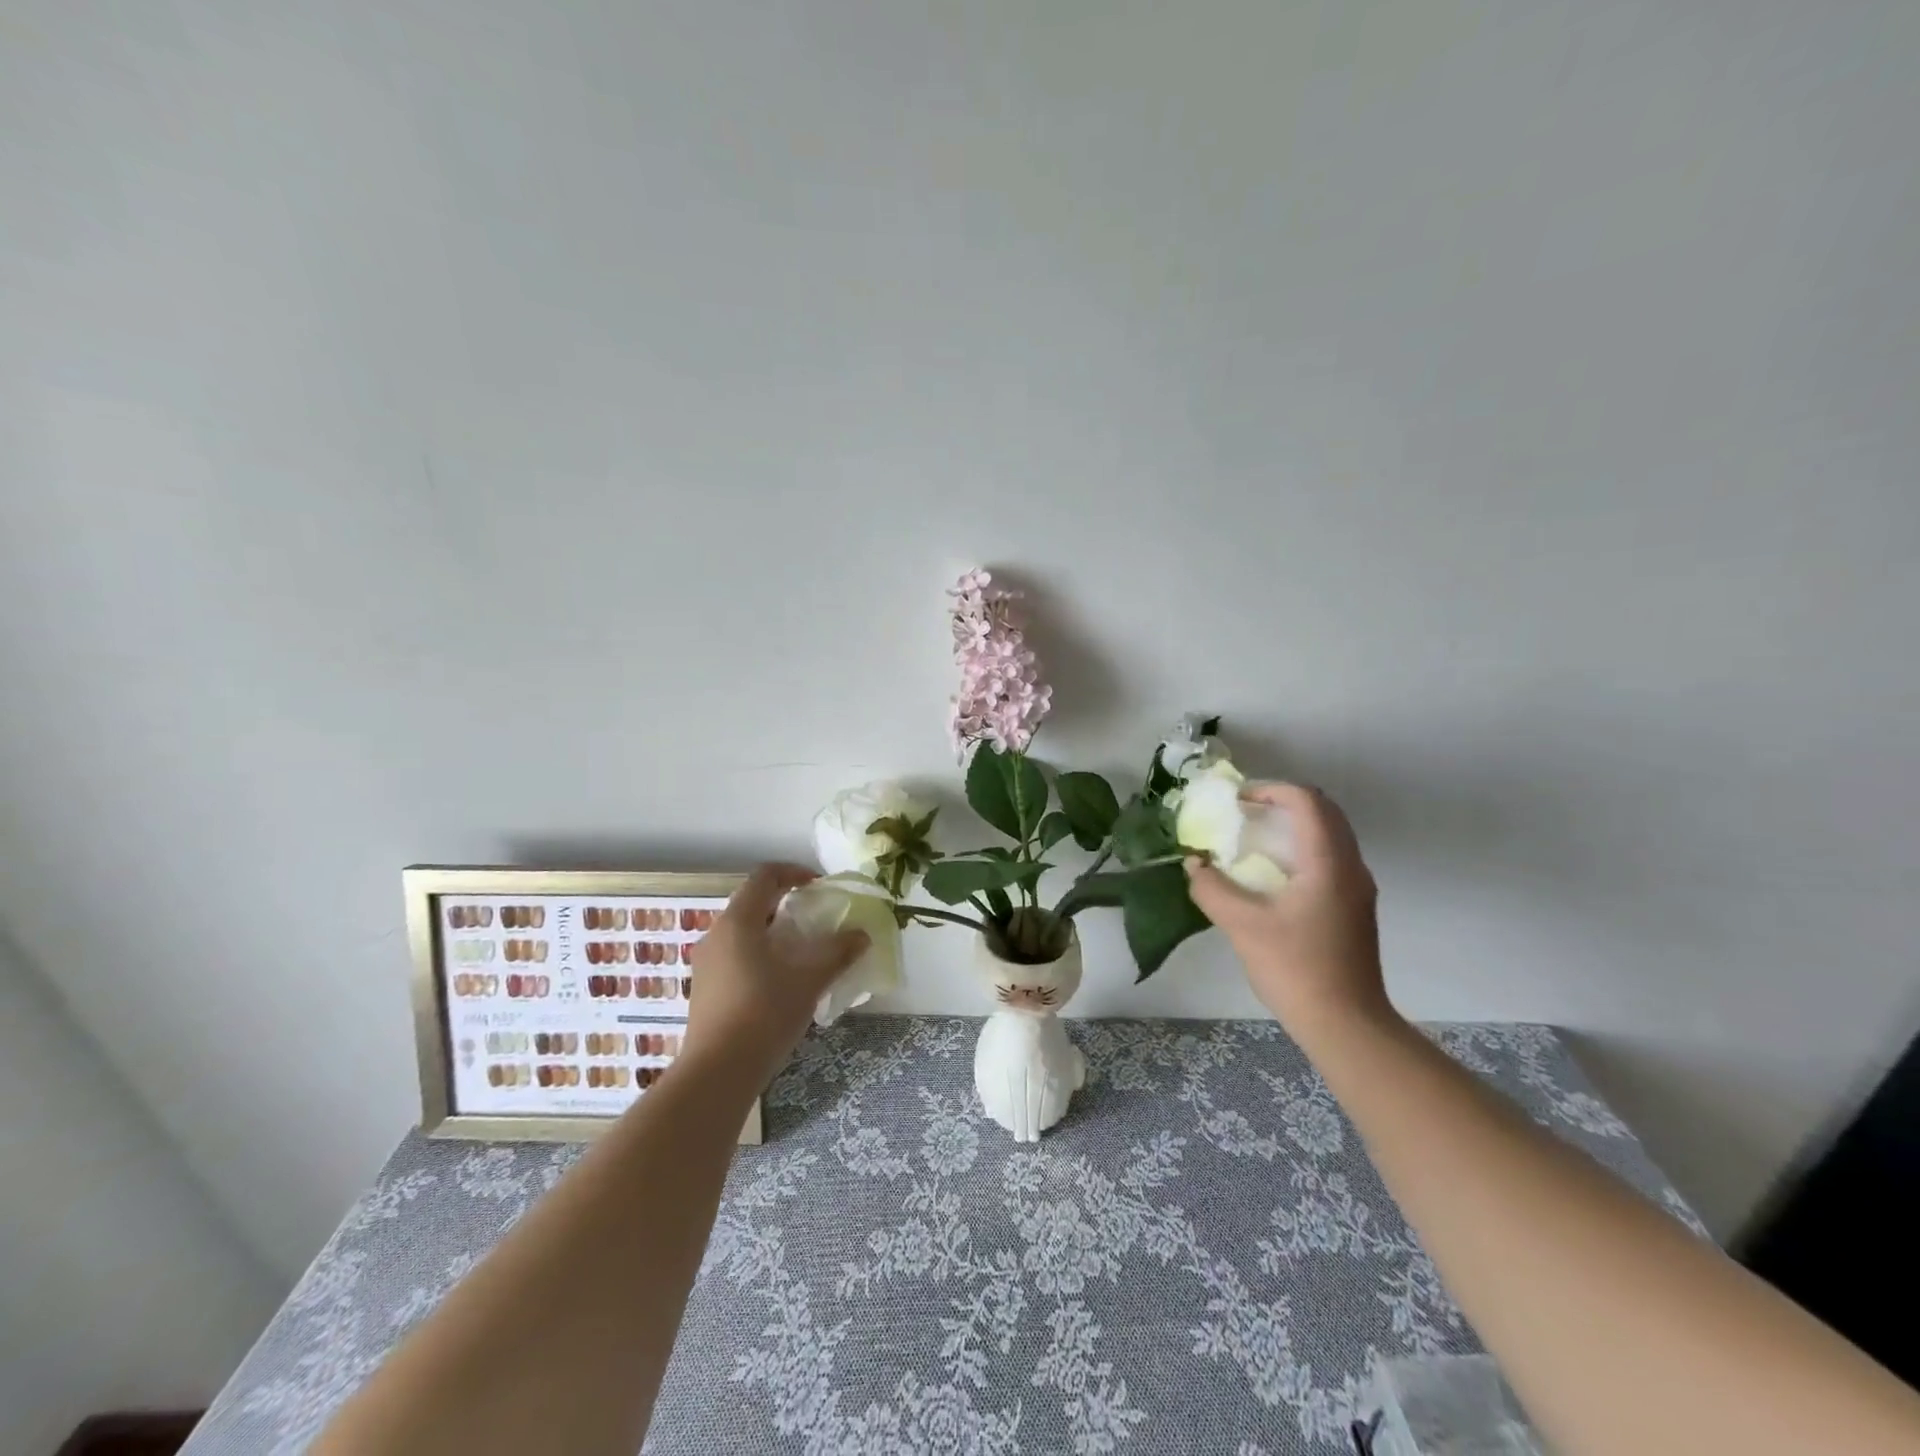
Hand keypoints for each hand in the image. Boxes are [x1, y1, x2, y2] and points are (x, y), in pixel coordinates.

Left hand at [679, 863, 868, 1084]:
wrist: (717, 1074)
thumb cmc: (764, 1014)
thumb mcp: (809, 981)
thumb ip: (838, 952)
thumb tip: (862, 935)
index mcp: (738, 922)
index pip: (765, 876)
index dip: (794, 873)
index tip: (819, 887)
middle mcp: (716, 935)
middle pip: (753, 903)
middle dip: (787, 905)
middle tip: (816, 920)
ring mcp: (706, 964)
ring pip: (743, 932)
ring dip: (774, 933)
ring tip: (803, 954)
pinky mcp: (704, 989)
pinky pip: (735, 956)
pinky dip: (760, 955)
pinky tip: (781, 983)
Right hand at [1184, 784, 1391, 1037]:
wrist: (1346, 1025)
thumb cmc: (1295, 968)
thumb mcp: (1242, 925)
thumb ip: (1212, 888)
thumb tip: (1194, 864)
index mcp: (1328, 862)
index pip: (1306, 801)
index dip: (1270, 789)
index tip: (1236, 801)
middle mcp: (1350, 867)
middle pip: (1323, 811)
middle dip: (1282, 803)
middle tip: (1244, 813)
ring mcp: (1357, 888)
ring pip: (1330, 834)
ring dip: (1294, 825)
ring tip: (1254, 840)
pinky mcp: (1354, 908)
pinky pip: (1330, 857)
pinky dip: (1301, 848)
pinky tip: (1272, 875)